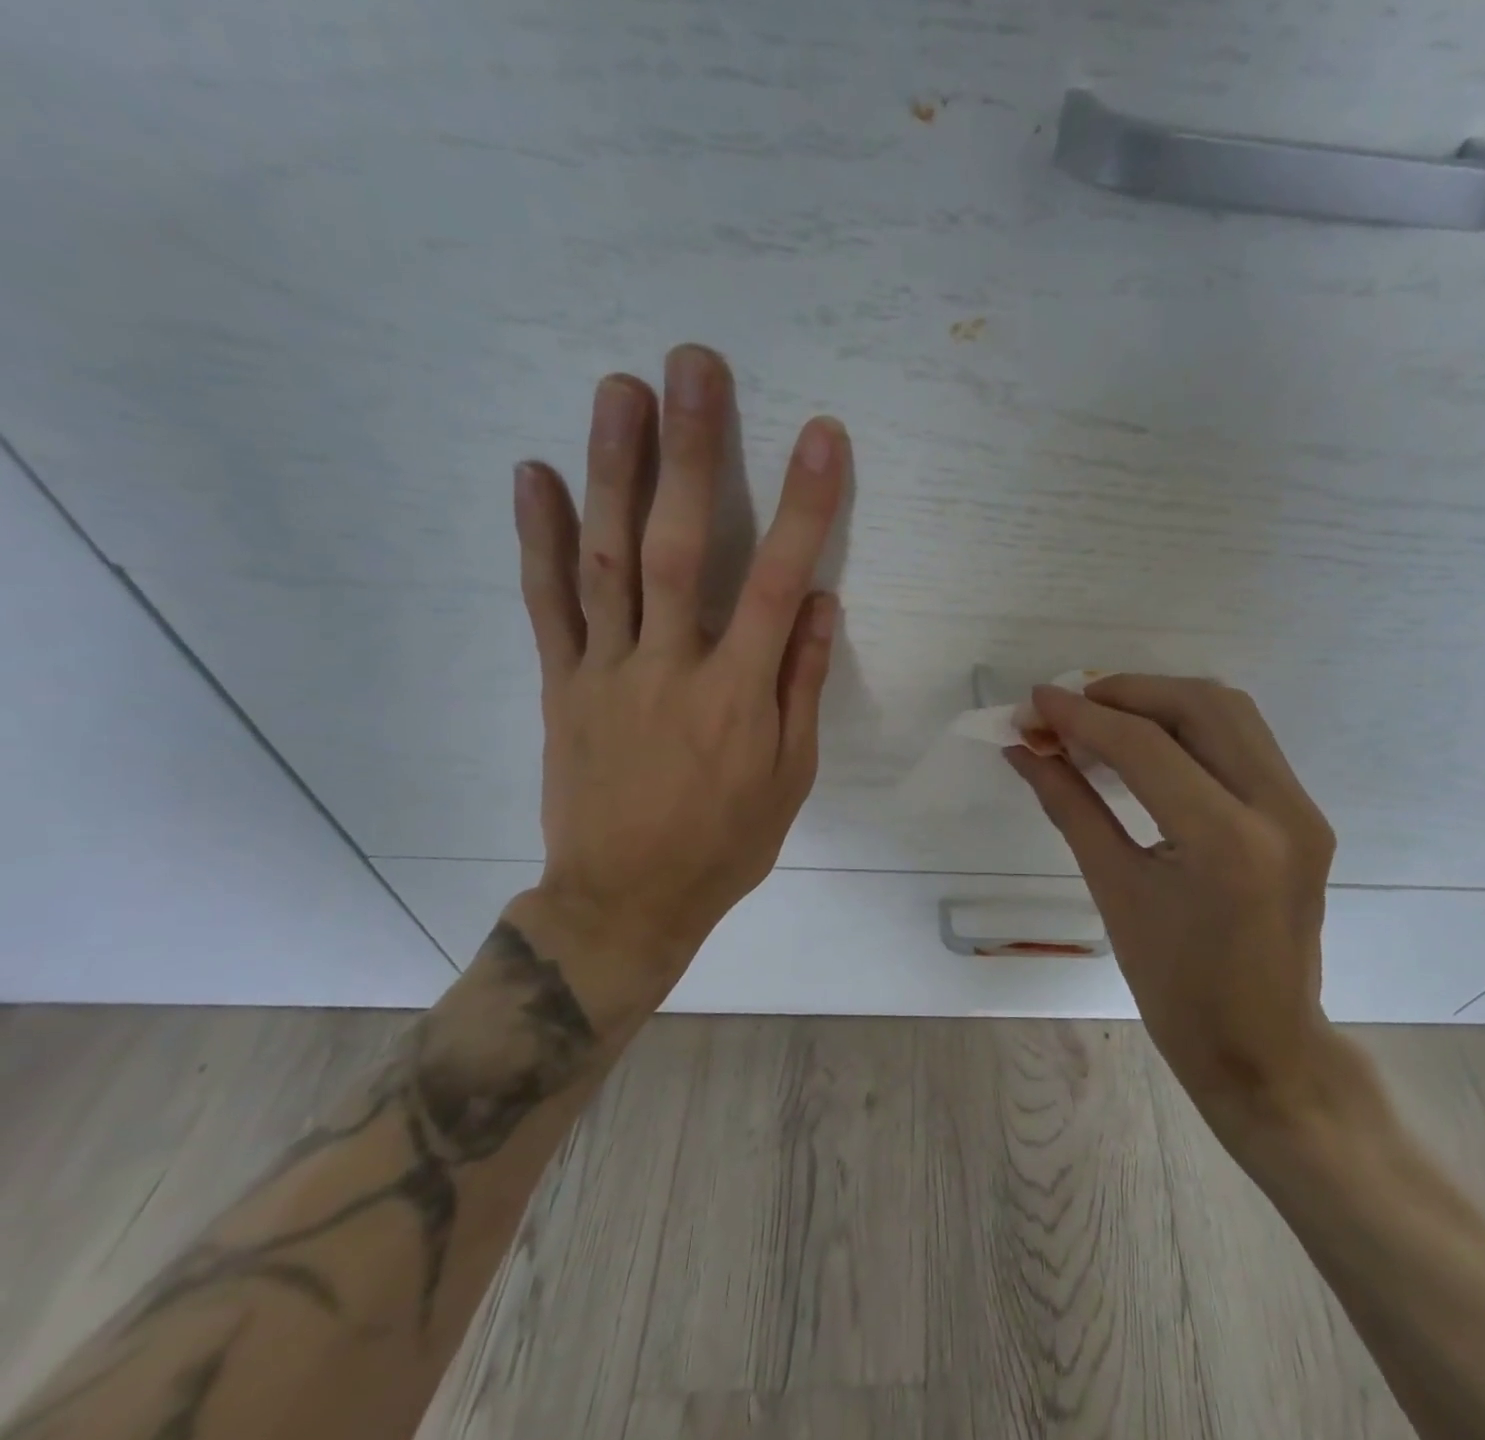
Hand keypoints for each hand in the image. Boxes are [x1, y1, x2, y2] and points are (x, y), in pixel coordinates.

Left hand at [507, 347, 845, 1018]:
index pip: (775, 581)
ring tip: (619, 389)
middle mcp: (670, 666)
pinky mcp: (563, 684)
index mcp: (738, 693)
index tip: (821, 437)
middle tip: (693, 366)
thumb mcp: (790, 777)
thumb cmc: (725, 841)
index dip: (803, 506)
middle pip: (677, 545)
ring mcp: (606, 670)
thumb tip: (819, 603)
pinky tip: (533, 474)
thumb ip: (802, 686)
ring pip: (606, 558)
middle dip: (691, 451)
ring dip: (613, 469)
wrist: (626, 899)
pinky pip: (547, 604)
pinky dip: (538, 538)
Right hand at [1008, 676, 1369, 1139]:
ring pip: (1230, 712)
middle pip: (1199, 705)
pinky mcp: (1304, 814)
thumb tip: (1025, 751)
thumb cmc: (1176, 990)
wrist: (1263, 1049)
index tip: (1034, 702)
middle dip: (1126, 693)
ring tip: (1101, 716)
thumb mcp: (1114, 892)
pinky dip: (1190, 725)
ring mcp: (1301, 808)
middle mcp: (1278, 808)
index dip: (1082, 716)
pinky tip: (1146, 742)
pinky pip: (1244, 741)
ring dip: (1160, 700)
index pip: (1145, 747)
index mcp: (1225, 841)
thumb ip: (1070, 807)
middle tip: (1068, 705)